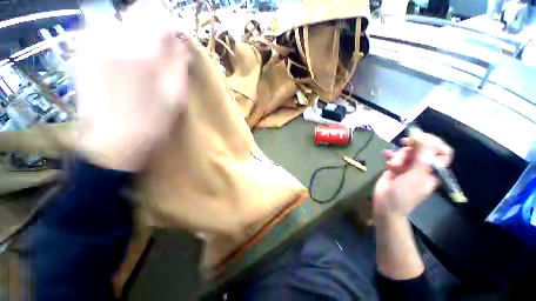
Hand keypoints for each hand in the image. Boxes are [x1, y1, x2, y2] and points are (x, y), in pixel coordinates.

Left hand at [73, 23, 191, 170]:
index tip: (179, 37)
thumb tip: (182, 44)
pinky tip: (123, 51)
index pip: (160, 18)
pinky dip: (117, 34)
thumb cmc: (151, 123)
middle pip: (136, 13)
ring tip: (143, 48)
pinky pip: (100, 30)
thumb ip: (180, 65)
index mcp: (141, 52)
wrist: (111, 144)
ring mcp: (92, 45)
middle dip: (154, 23)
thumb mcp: (176, 97)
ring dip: (135, 29)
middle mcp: (113, 40)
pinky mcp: (82, 54)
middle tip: (163, 42)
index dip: (173, 25)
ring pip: (119, 19)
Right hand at [373, 135, 452, 218]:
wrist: (385, 205)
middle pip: (421, 149)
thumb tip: (429, 142)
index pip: (441, 152)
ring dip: (398, 155)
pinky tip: (385, 158)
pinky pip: (395, 156)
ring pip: (406, 152)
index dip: (433, 143)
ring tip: (392, 165)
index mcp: (432, 170)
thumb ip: (422, 160)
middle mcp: (422, 167)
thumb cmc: (403, 195)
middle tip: (403, 147)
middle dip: (410, 149)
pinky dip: (390, 156)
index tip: (420, 138)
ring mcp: (408, 167)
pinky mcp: (396, 167)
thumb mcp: (414, 178)